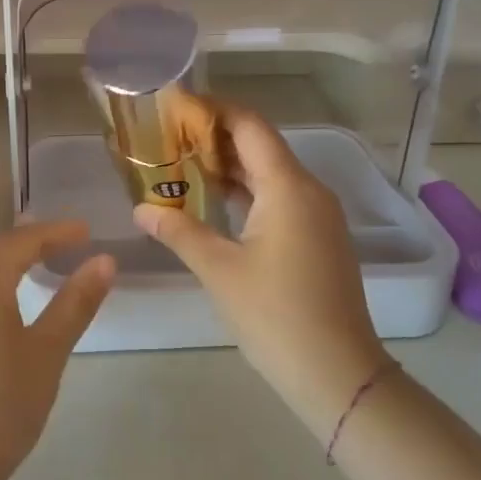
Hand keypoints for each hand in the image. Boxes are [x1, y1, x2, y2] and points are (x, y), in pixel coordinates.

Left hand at [0, 222, 113, 479]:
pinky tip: (8, 306)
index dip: (55, 232)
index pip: (21, 240)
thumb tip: (104, 261)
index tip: (86, 232)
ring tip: (42, 266)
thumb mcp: (47, 353)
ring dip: (10, 263)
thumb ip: (75, 303)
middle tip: (67, 243)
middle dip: (31, 241)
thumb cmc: (0, 406)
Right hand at [134, 107, 395, 439]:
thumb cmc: (275, 315)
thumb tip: (141, 208)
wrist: (338, 374)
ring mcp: (317, 215)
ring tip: (180, 161)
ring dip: (228, 165)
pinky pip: (278, 197)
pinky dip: (245, 191)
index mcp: (288, 186)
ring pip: (269, 173)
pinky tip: (213, 200)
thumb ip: (179, 231)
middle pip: (259, 145)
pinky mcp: (317, 237)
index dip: (213, 109)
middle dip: (214, 136)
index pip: (249, 125)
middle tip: (167, 135)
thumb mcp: (219, 270)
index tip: (175, 105)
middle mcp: (308, 190)